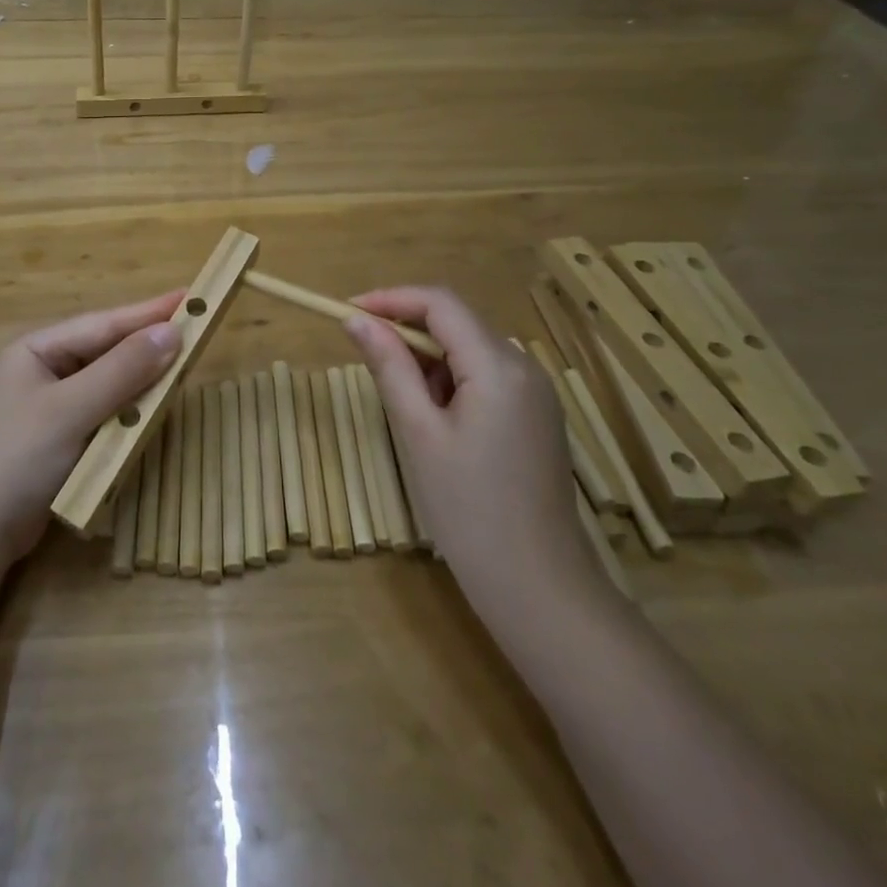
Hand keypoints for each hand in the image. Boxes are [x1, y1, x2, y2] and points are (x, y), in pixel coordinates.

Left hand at [0, 292, 183, 565]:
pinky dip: (132, 409)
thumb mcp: (71, 409)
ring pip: (111, 381)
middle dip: (149, 344)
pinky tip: (157, 406)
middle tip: (197, 330)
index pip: (103, 324)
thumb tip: (172, 331)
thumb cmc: (19, 458)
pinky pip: (107, 411)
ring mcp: (56, 404)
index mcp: (38, 350)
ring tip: (185, 364)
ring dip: (144, 378)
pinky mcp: (65, 436)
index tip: (191, 297)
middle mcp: (47, 369)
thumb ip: (122, 370)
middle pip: (108, 350)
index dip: (148, 312)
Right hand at [345, 287, 605, 611]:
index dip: (391, 299)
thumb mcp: (419, 433)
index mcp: (498, 366)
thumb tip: (357, 320)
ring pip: (469, 349)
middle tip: (365, 357)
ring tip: (402, 404)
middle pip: (457, 322)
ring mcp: (536, 392)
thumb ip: (389, 367)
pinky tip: (435, 420)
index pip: (441, 303)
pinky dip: (450, 380)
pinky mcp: (535, 415)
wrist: (539, 587)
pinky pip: (485, 376)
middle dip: (407, 330)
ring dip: (427, 359)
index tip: (348, 312)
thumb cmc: (468, 509)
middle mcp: (524, 367)